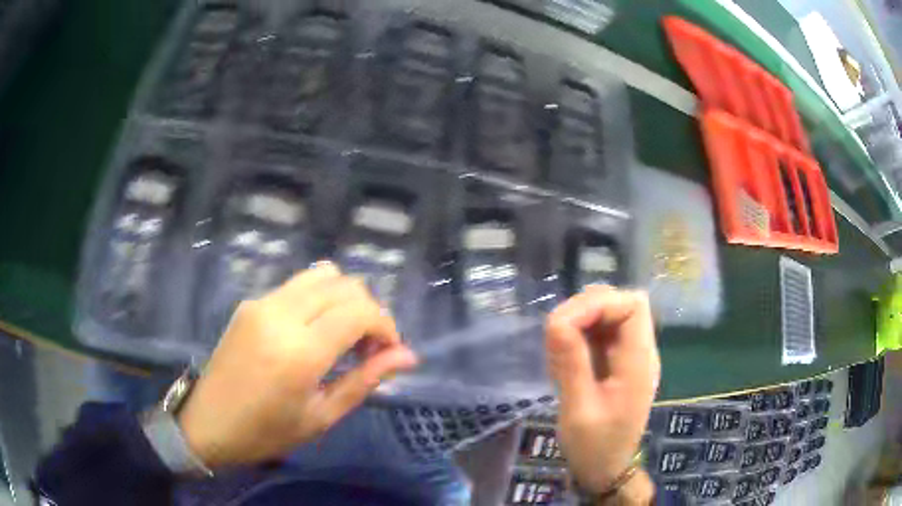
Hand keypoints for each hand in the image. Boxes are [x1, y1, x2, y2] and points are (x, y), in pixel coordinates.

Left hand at [178, 263, 418, 467]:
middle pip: (344, 285)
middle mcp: (281, 314)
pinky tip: (313, 331)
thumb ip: (365, 380)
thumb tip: (407, 356)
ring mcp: (262, 303)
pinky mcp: (251, 302)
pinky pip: (297, 286)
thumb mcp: (321, 416)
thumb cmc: (266, 432)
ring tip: (343, 334)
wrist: (208, 423)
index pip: (360, 311)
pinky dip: (319, 299)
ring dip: (344, 299)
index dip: (386, 326)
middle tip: (367, 348)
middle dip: (369, 311)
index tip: (388, 352)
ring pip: (322, 275)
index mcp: (300, 351)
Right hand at [545, 286, 659, 494]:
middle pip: (620, 304)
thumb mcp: (579, 410)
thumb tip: (556, 320)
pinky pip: (599, 333)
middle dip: (585, 310)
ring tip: (559, 351)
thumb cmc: (594, 447)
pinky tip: (564, 360)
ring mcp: (628, 356)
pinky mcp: (616, 362)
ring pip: (609, 315)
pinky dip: (579, 336)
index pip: (632, 305)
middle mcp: (639, 351)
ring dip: (580, 322)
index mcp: (638, 362)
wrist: (606, 470)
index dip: (599, 304)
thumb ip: (572, 363)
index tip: (565, 324)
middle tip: (556, 337)